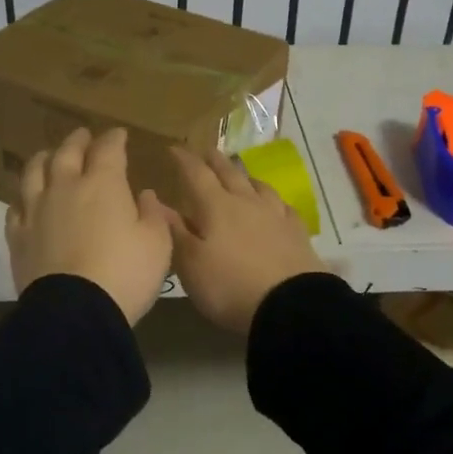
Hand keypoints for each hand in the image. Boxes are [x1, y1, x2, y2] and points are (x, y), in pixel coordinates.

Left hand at [6, 128, 173, 324]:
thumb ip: (152, 214)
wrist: (75, 312)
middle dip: (77, 141)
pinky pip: (15, 208)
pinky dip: (22, 198)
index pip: (108, 150)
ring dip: (43, 159)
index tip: (119, 134)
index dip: (114, 139)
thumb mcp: (157, 244)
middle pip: (67, 153)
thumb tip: (144, 195)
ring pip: (34, 173)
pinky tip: (25, 200)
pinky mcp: (18, 237)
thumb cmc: (125, 274)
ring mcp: (37, 211)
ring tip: (48, 155)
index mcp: (103, 185)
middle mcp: (65, 188)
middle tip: (83, 135)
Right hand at [164, 145, 325, 334]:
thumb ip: (174, 230)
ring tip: (239, 173)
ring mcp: (275, 215)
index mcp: (216, 207)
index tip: (174, 148)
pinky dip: (273, 200)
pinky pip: (283, 206)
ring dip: (245, 176)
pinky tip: (274, 204)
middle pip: (229, 173)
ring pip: (258, 186)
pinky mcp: (297, 232)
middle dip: (215, 160)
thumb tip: (156, 201)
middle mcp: (246, 202)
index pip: (196, 174)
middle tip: (206, 150)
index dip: (184, 159)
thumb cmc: (229, 285)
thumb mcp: (191, 263)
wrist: (289, 305)